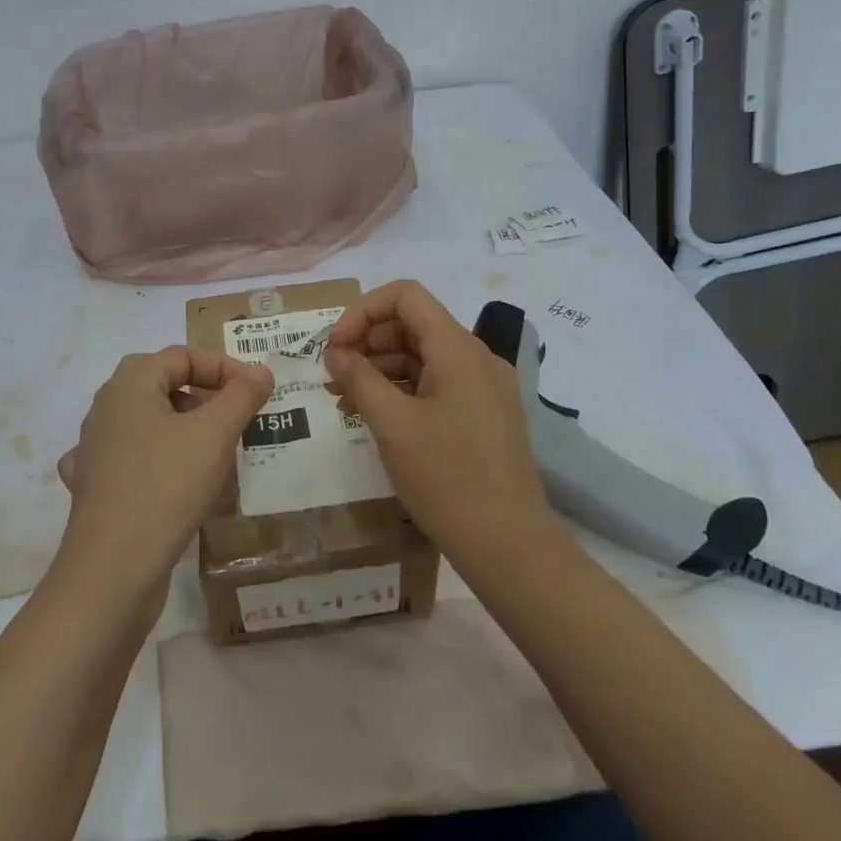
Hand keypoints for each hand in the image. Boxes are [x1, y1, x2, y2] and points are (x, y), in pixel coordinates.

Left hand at [53, 347, 272, 609]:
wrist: (112, 569)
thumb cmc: (165, 486)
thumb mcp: (214, 435)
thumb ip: (241, 396)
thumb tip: (260, 370)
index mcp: (129, 384)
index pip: (182, 356)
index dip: (223, 367)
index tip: (256, 392)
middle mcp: (105, 409)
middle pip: (163, 386)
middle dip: (206, 400)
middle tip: (238, 422)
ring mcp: (94, 450)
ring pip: (149, 425)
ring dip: (185, 432)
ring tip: (218, 456)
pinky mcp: (94, 487)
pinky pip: (134, 461)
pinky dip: (160, 465)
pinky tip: (178, 484)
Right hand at [325, 280, 550, 558]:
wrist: (509, 544)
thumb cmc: (446, 478)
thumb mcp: (392, 424)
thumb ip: (359, 378)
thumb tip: (336, 352)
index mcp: (458, 349)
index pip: (406, 296)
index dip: (363, 311)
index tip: (335, 346)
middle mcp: (476, 358)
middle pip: (413, 325)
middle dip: (367, 342)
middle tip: (332, 375)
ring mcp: (484, 388)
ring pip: (424, 357)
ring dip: (381, 368)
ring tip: (344, 399)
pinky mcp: (484, 415)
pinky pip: (437, 385)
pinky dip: (403, 390)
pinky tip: (374, 415)